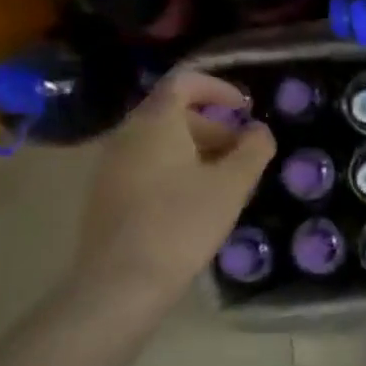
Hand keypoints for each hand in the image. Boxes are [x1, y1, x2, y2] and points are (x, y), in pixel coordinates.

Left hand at [73, 71, 274, 308]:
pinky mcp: (106, 195)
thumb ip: (253, 150)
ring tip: (225, 182)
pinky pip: (146, 166)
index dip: (219, 88)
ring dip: (197, 150)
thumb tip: (260, 131)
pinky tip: (195, 204)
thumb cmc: (181, 224)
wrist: (119, 284)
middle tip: (243, 154)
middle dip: (214, 126)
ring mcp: (111, 166)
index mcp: (155, 122)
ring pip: (160, 142)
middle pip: (173, 113)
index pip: (185, 81)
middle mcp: (127, 135)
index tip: (245, 110)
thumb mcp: (231, 185)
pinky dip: (176, 170)